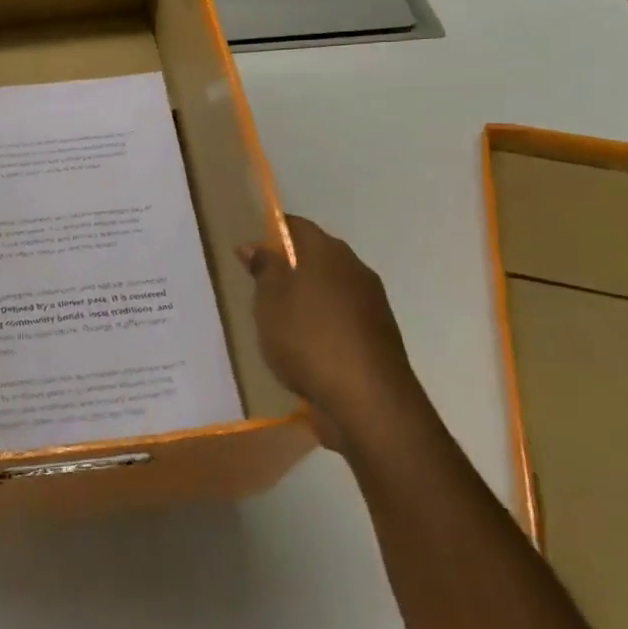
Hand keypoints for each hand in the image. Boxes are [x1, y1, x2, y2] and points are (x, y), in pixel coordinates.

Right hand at [241, 215, 421, 451]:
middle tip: (258, 287)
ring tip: (277, 321)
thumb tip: (255, 244)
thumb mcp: (270, 300)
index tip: (249, 251)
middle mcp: (355, 270)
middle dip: (288, 268)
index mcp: (328, 252)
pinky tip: (304, 347)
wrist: (368, 401)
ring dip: (306, 299)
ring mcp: (371, 305)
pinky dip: (321, 325)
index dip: (272, 233)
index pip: (297, 226)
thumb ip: (264, 269)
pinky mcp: (377, 338)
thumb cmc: (309, 339)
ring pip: (329, 290)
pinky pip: (341, 319)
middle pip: (316, 257)